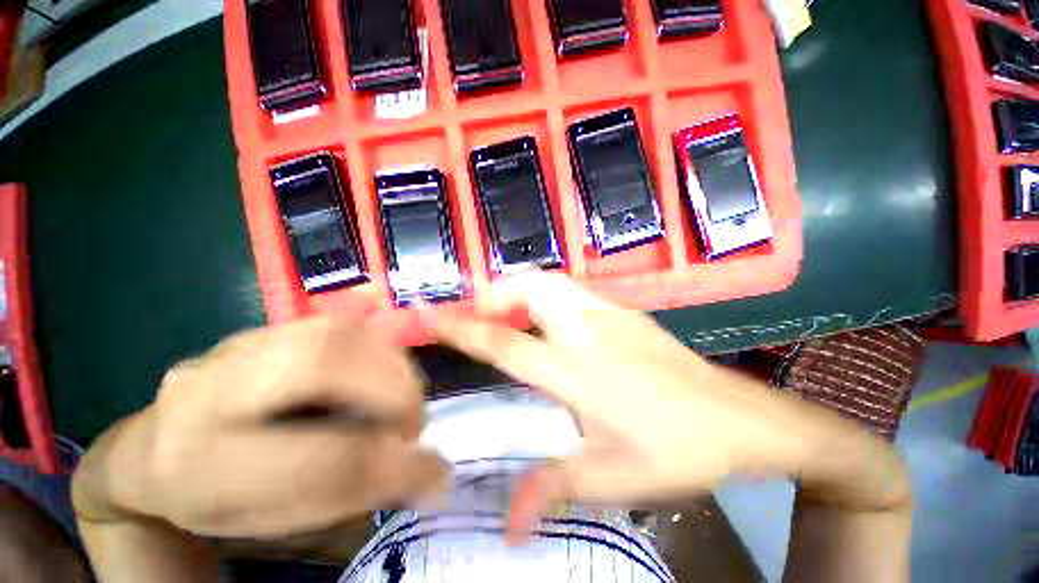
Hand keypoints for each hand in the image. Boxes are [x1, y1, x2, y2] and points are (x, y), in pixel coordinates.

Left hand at [73, 316, 448, 539]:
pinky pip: (330, 319)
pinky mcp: (262, 328)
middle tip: (413, 420)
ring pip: (335, 333)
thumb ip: (350, 494)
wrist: (152, 449)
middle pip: (323, 367)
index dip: (391, 463)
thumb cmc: (214, 498)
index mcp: (203, 467)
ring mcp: (236, 347)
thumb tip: (431, 477)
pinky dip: (373, 333)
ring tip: (403, 395)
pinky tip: (388, 354)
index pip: (320, 462)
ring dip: (390, 363)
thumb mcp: (269, 519)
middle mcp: (211, 393)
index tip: (434, 473)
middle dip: (392, 390)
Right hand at [427, 274, 902, 531]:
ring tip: (510, 314)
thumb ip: (554, 488)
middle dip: (496, 292)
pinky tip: (550, 318)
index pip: (504, 342)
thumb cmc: (676, 449)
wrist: (740, 418)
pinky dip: (547, 294)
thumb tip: (505, 523)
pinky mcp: (624, 309)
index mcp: (575, 370)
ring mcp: (608, 313)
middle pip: (530, 288)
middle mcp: (585, 330)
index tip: (433, 314)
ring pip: (551, 281)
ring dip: (521, 289)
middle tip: (481, 314)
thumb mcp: (613, 477)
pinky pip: (572, 289)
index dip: (463, 326)